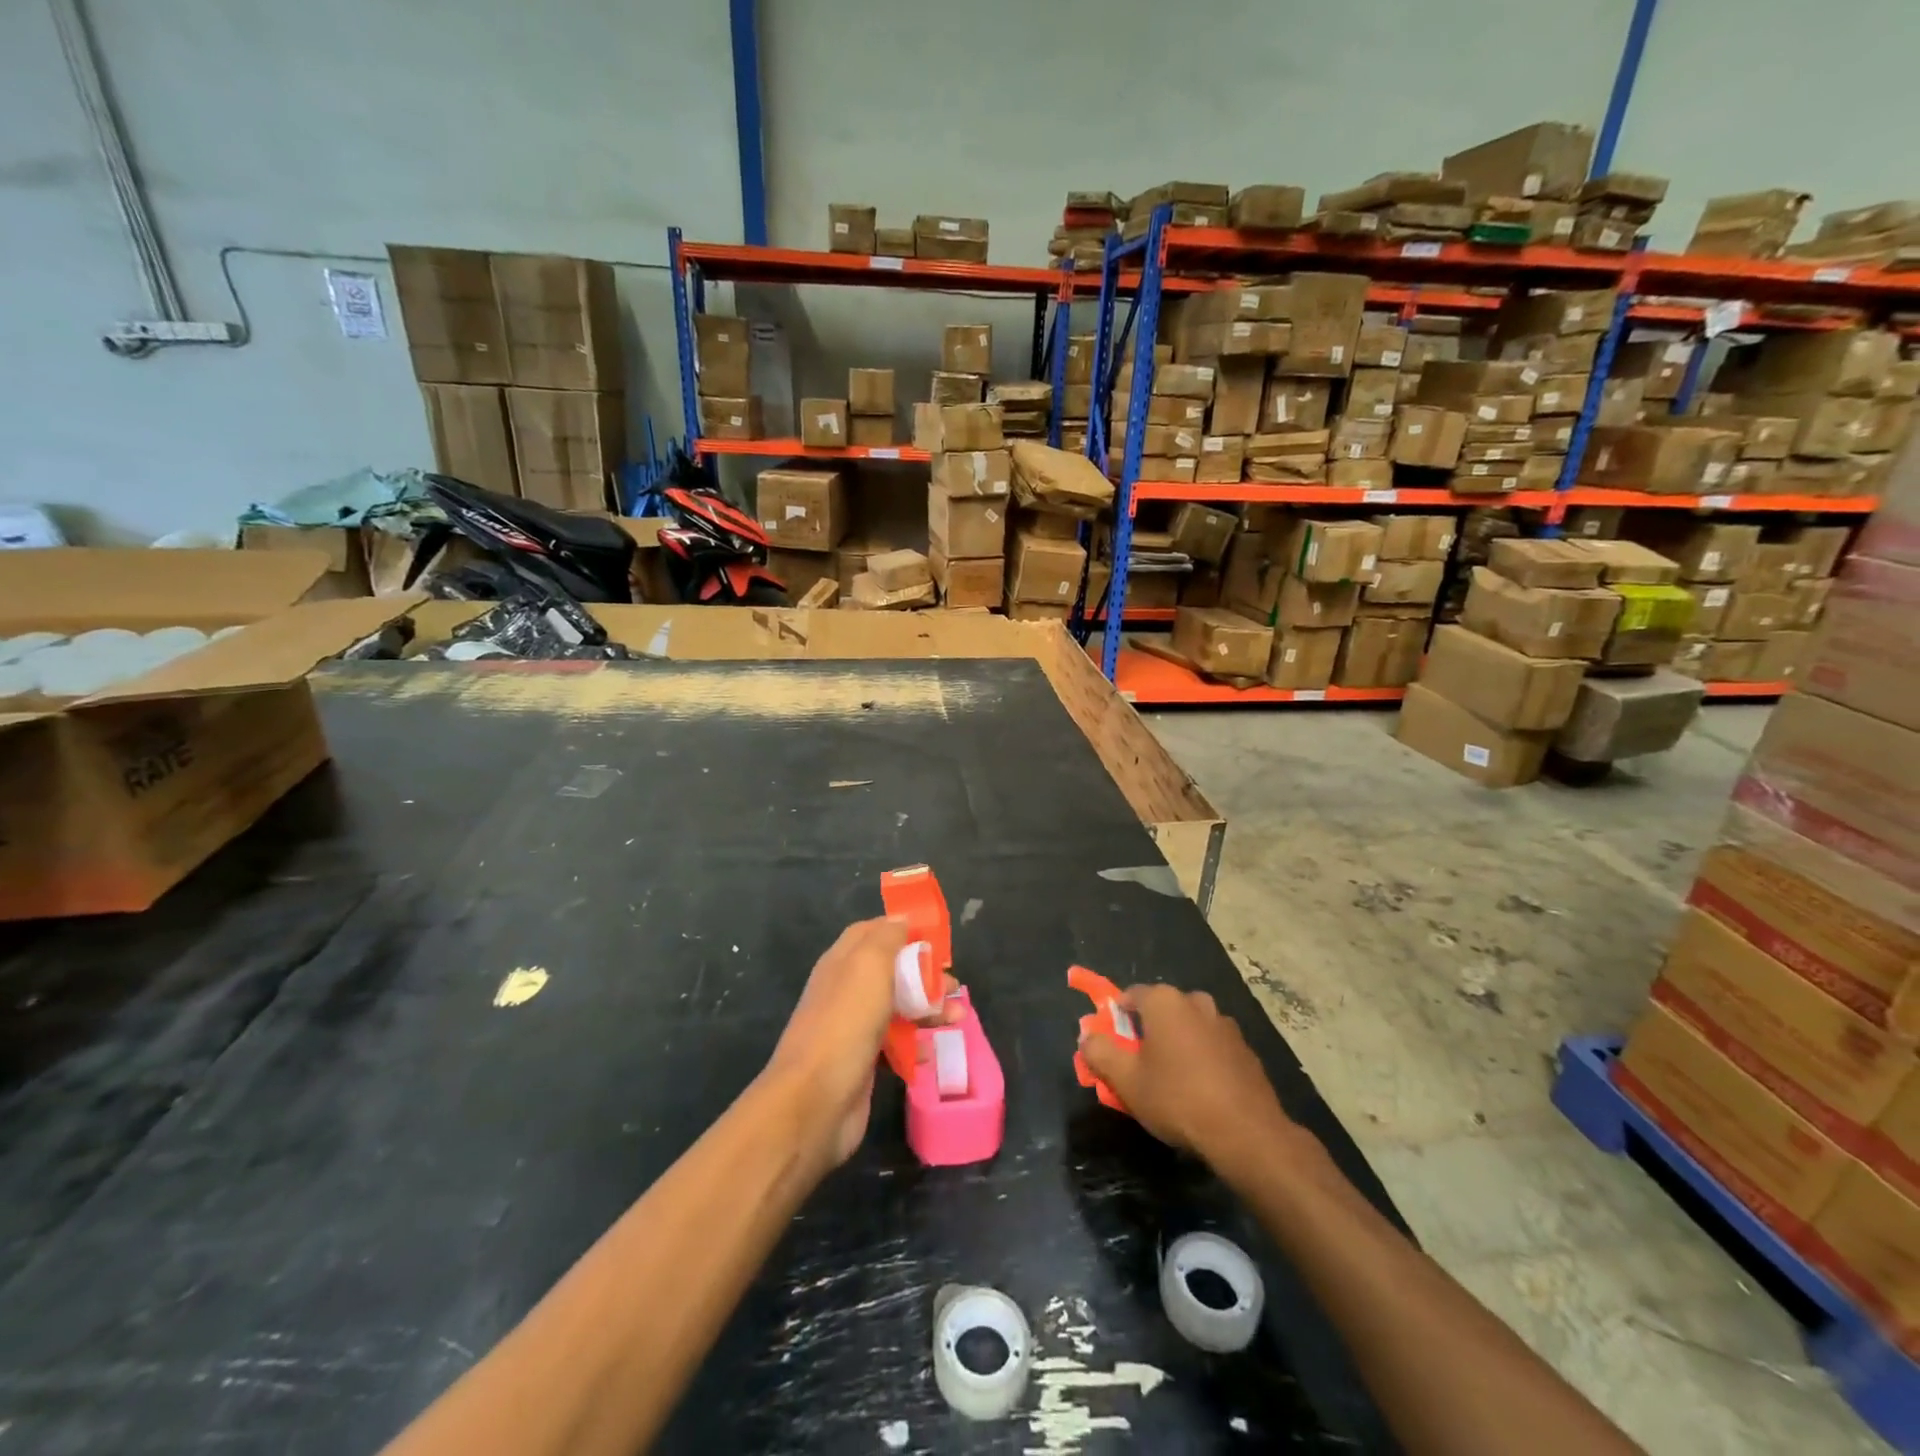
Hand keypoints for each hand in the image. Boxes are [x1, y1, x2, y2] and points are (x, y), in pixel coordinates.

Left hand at [765, 917, 956, 1168]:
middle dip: (925, 975)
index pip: (872, 932)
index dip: (903, 931)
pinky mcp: (863, 1061)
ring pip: (897, 1008)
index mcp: (842, 961)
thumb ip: (887, 938)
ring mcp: (853, 1027)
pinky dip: (915, 1044)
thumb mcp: (869, 966)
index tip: (935, 940)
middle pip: (892, 971)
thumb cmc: (845, 1023)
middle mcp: (846, 990)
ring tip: (957, 1019)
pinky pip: (895, 1044)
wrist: (815, 1101)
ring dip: (928, 1009)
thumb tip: (901, 919)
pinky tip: (930, 1053)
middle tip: (953, 986)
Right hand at [1079, 984, 1299, 1175]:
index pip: (1129, 997)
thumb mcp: (1126, 1080)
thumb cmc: (1178, 1098)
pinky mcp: (1245, 1049)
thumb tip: (1087, 1036)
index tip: (1112, 1048)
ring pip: (1188, 1028)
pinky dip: (1201, 1060)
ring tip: (1170, 1083)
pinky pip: (1211, 1047)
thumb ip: (1100, 1052)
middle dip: (1146, 1034)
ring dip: (1176, 1046)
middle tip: (1139, 1068)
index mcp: (1164, 1001)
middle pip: (1160, 1011)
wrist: (1247, 1133)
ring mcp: (1225, 1024)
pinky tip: (1200, 1092)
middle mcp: (1196, 1002)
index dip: (1115, 1020)